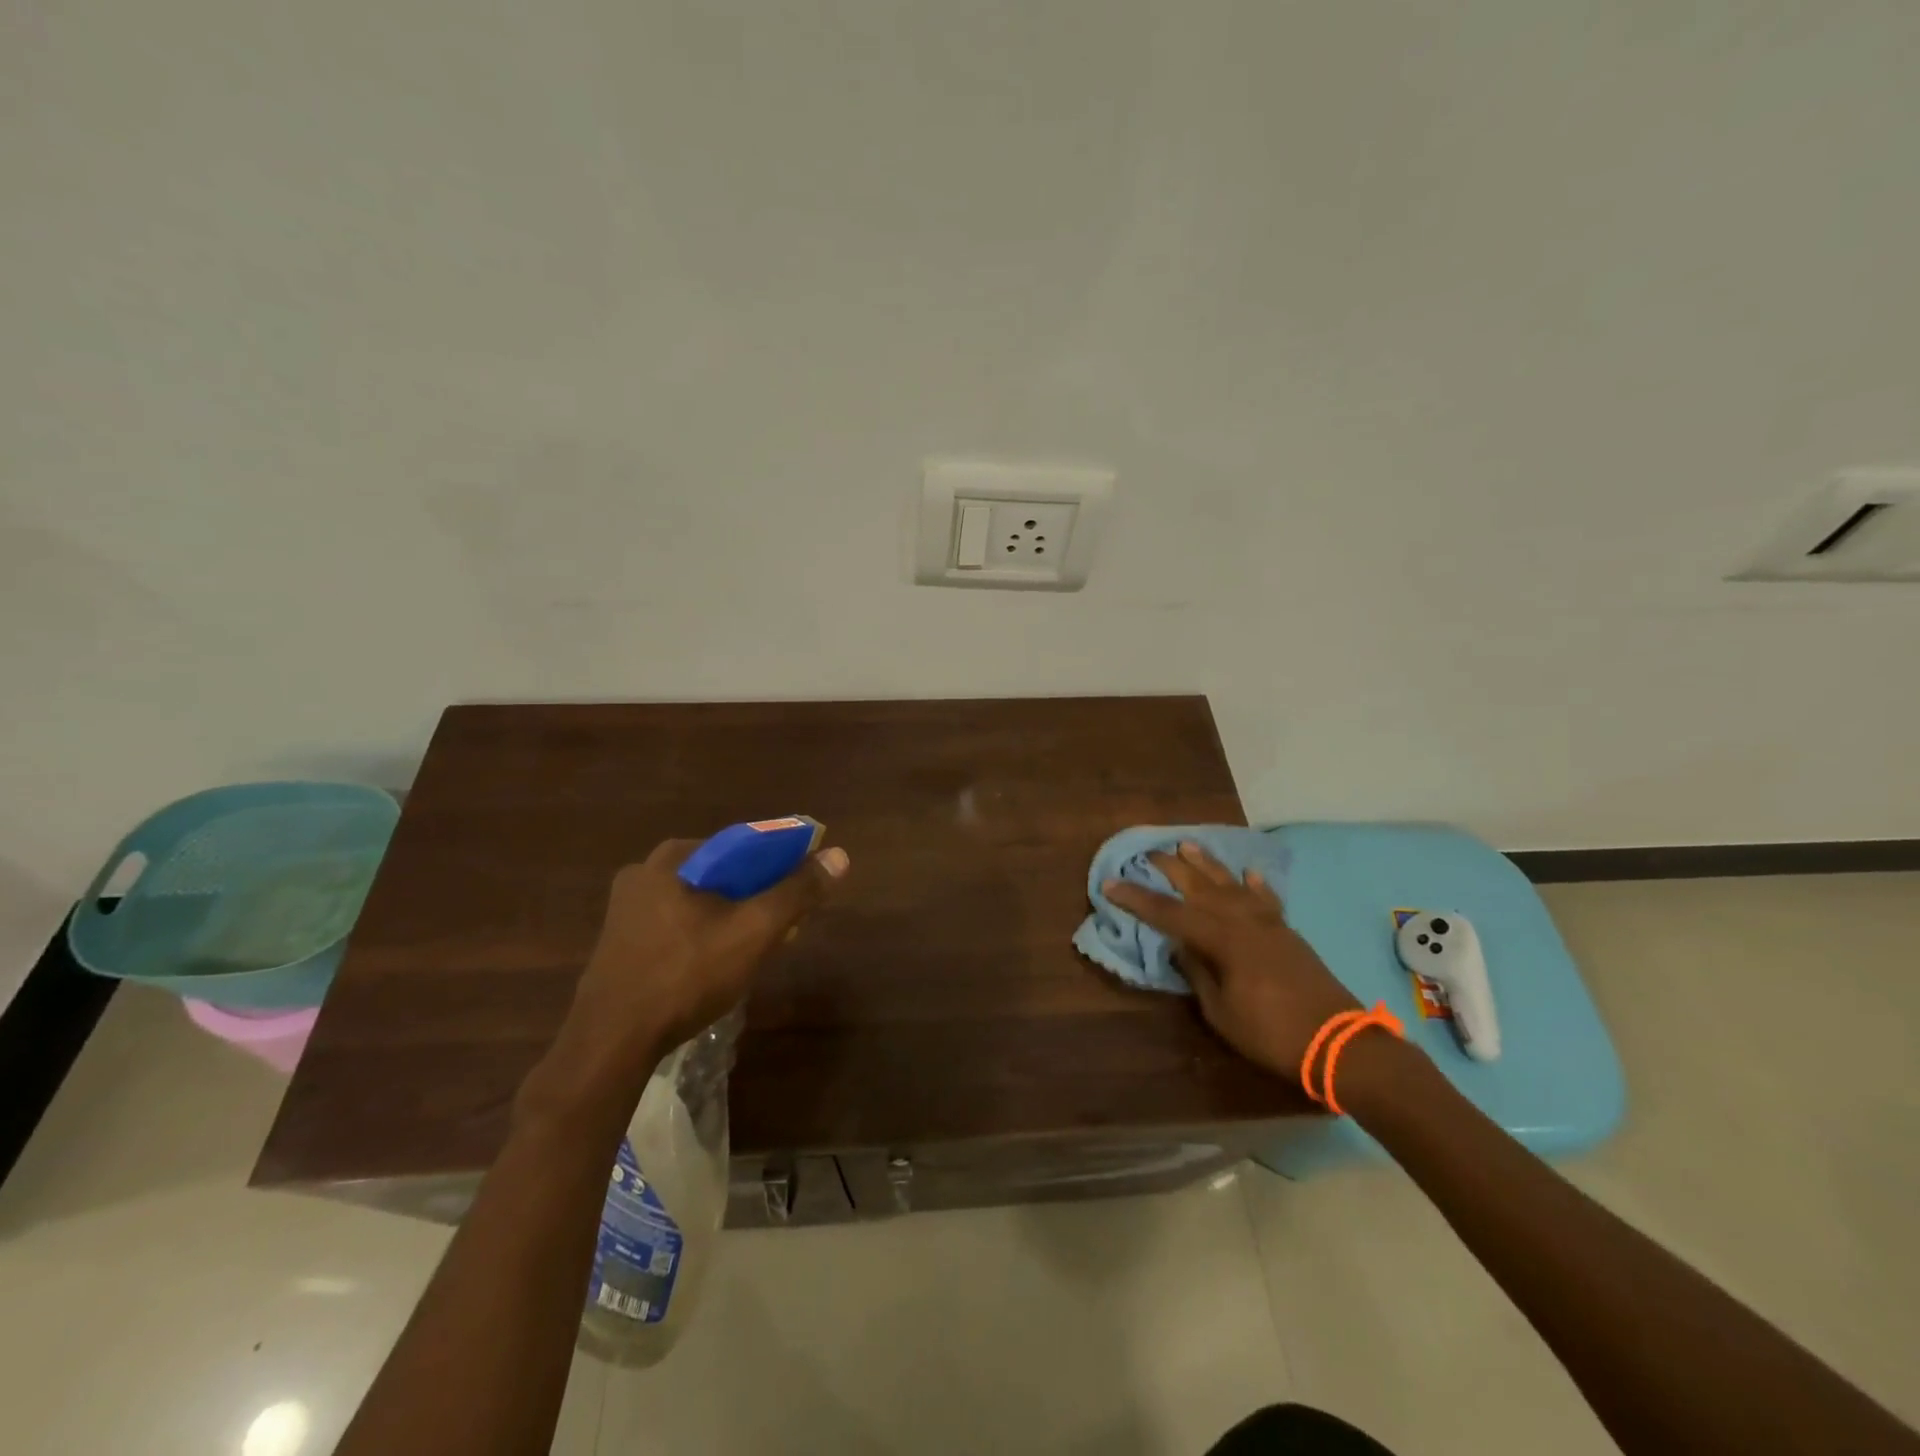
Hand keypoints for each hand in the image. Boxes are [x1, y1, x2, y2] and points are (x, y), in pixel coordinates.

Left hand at [527, 838, 849, 1118]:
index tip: (801, 891)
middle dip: (758, 895)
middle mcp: (644, 873)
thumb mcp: (753, 931)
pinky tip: (721, 964)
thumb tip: (839, 856)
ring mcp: (627, 910)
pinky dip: (707, 935)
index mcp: (673, 857)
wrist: (611, 1044)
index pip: (743, 844)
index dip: (780, 863)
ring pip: (701, 901)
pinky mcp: (621, 943)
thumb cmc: (686, 975)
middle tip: (786, 925)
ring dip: (735, 917)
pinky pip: (679, 925)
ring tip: (760, 948)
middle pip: (722, 873)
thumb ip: (797, 892)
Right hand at [1104, 842, 1358, 1082]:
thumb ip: (1198, 972)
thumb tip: (1180, 946)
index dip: (1137, 899)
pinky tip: (1248, 873)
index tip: (1111, 884)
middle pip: (1199, 887)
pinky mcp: (1287, 932)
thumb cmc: (1271, 1033)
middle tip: (1148, 853)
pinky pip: (1265, 899)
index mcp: (1221, 939)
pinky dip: (1255, 885)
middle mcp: (1242, 921)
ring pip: (1231, 884)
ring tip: (1188, 845)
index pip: (1168, 913)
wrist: (1338, 1042)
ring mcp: (1268, 923)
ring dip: (1208, 864)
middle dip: (1171, 869)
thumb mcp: (1221, 1011)